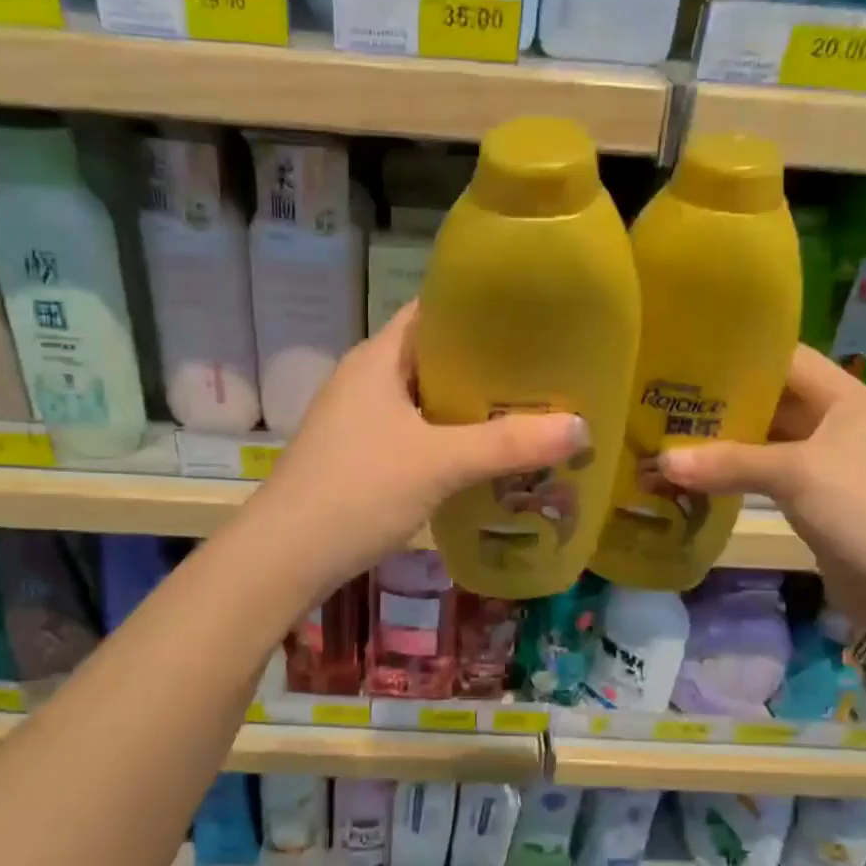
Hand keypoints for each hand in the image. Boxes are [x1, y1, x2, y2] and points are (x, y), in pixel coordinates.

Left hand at [250, 304, 586, 588]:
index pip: (433, 311)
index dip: (480, 309)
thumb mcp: (439, 463)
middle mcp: (366, 380)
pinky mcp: (359, 456)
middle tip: (543, 372)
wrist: (284, 556)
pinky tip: (481, 457)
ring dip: (468, 406)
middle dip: (486, 364)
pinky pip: (414, 433)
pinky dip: (448, 438)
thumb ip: (509, 445)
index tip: (533, 318)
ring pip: (424, 399)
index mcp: (378, 358)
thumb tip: (581, 427)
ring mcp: (358, 420)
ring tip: (524, 412)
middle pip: (434, 356)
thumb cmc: (358, 491)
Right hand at [657, 346, 865, 631]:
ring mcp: (824, 463)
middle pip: (770, 399)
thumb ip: (728, 462)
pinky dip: (733, 474)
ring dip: (723, 442)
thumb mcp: (795, 474)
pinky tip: (695, 476)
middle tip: (666, 399)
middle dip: (721, 401)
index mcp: (844, 398)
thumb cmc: (863, 507)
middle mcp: (834, 422)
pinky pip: (765, 475)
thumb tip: (661, 461)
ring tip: (669, 435)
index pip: (786, 358)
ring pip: (764, 440)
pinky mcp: (813, 499)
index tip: (688, 356)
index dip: (740, 354)